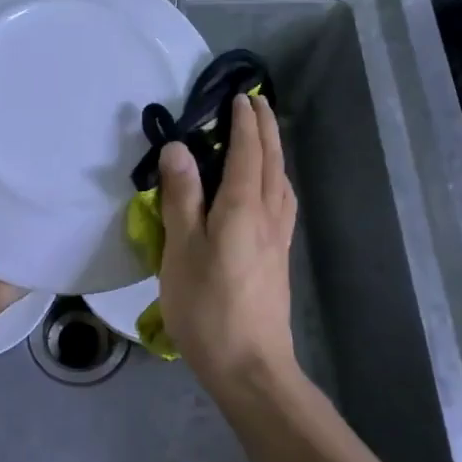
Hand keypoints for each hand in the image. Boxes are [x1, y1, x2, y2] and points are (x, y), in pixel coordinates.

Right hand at [157, 93, 298, 392]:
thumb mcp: (182, 250)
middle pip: (271, 161)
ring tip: (264, 139)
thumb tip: (179, 149)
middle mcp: (268, 214)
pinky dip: (277, 180)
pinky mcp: (279, 258)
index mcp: (243, 206)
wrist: (250, 365)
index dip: (244, 122)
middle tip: (257, 103)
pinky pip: (282, 202)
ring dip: (274, 152)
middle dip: (265, 128)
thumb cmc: (207, 308)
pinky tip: (270, 192)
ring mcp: (278, 238)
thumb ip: (182, 197)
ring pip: (281, 181)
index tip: (240, 96)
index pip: (247, 151)